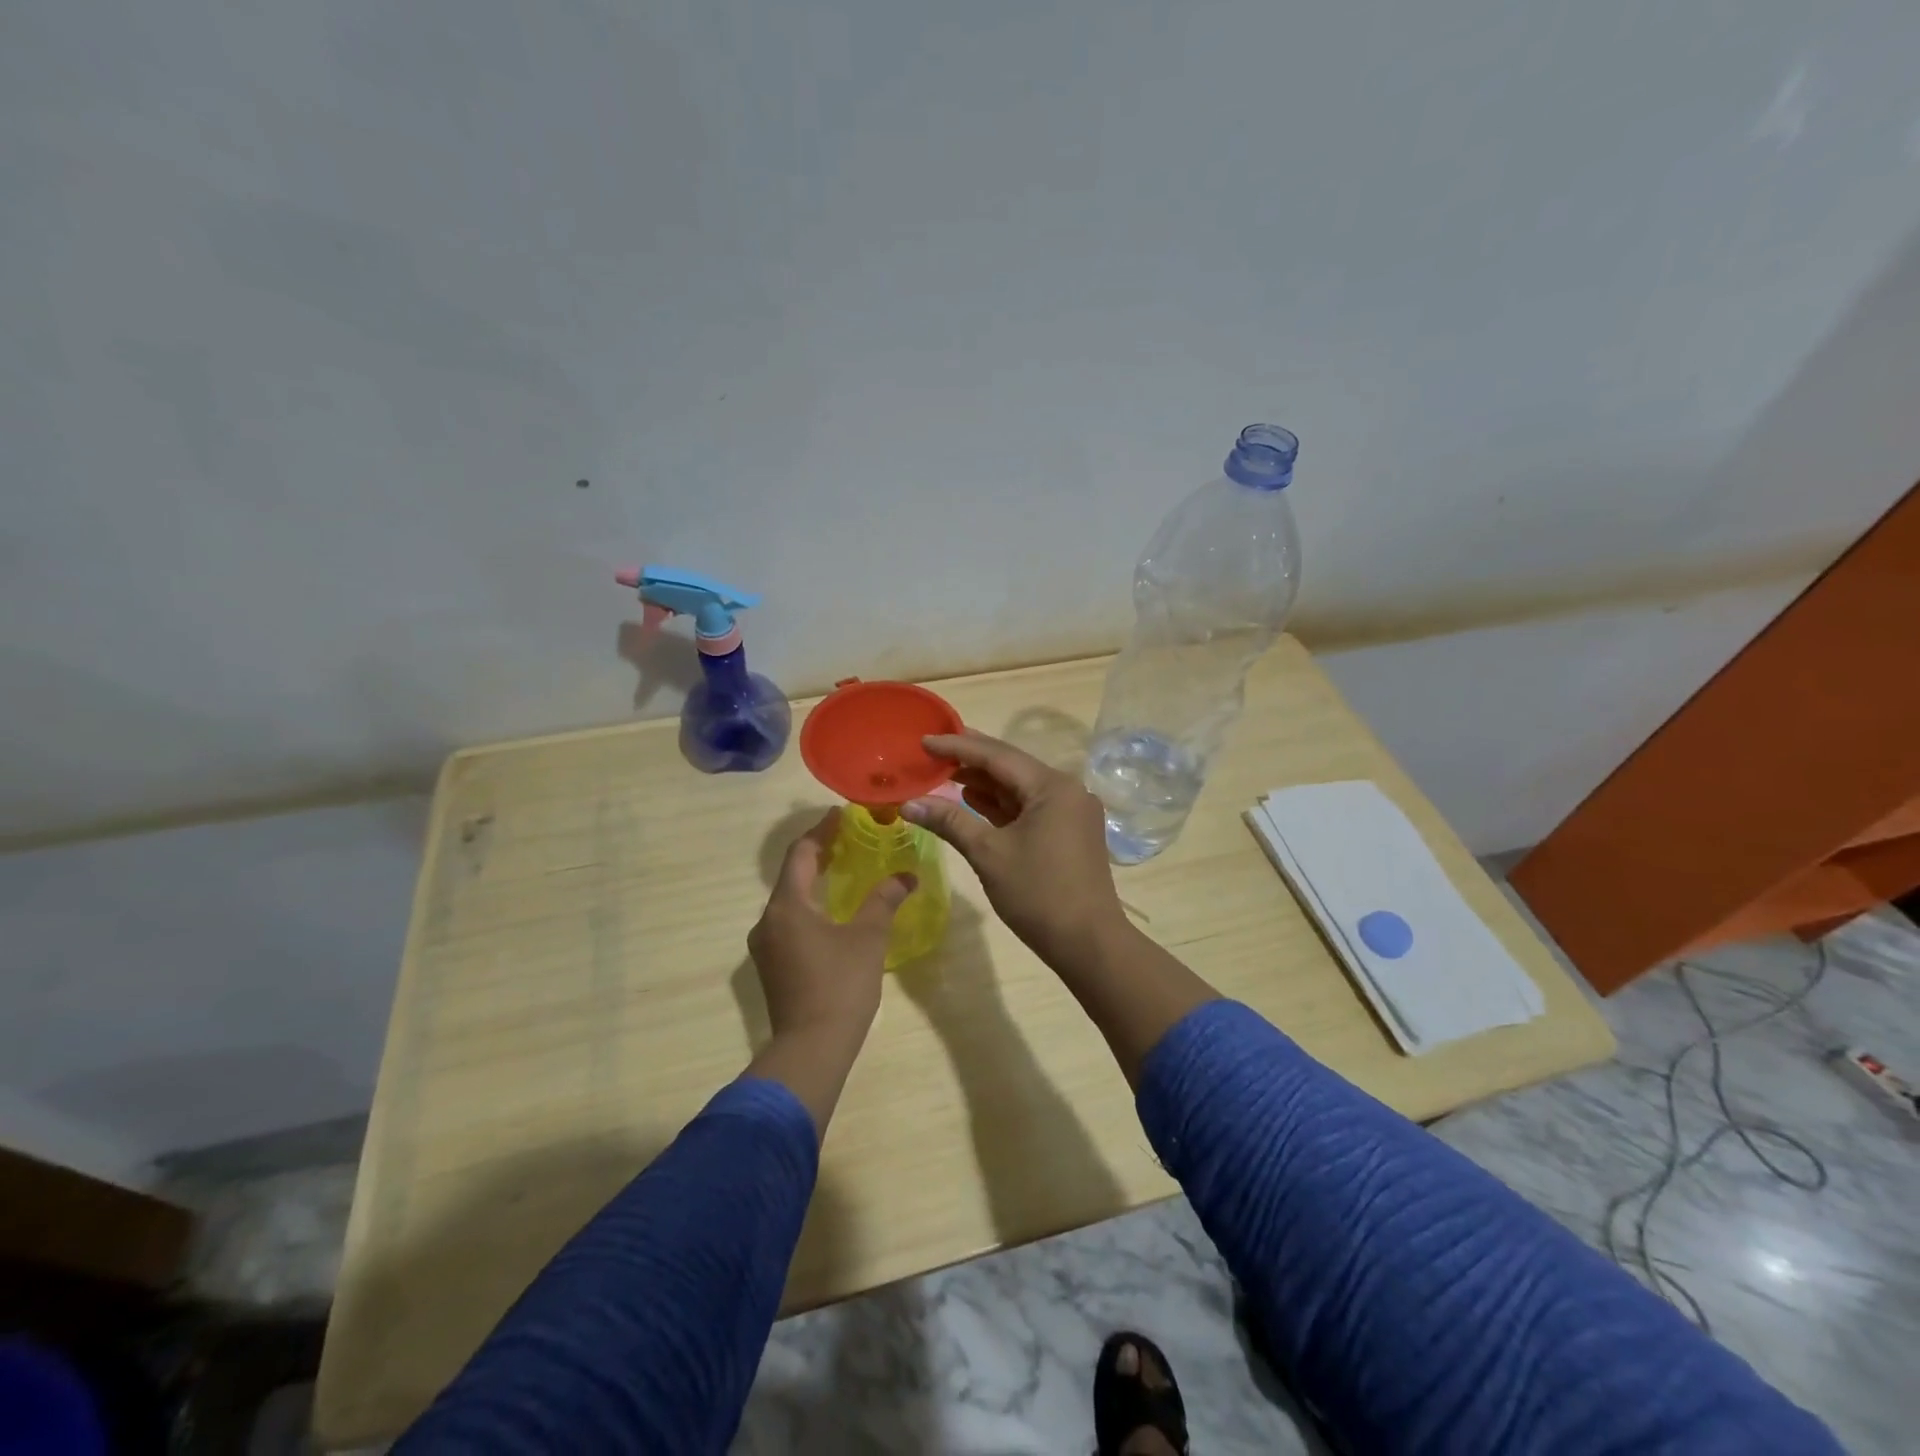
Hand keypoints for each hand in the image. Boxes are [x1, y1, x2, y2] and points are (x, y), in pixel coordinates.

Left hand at [748, 808, 915, 1042]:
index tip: (840, 815)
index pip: (801, 854)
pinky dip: (809, 906)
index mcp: (787, 906)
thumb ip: (885, 900)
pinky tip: (831, 912)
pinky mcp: (771, 966)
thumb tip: (907, 876)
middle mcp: (768, 920)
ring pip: (789, 900)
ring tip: (842, 870)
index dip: (821, 831)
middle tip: (847, 839)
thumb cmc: (841, 985)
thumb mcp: (868, 937)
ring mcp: (765, 946)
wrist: (811, 1048)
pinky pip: (788, 922)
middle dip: (818, 854)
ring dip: (813, 882)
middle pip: (792, 875)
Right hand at [903, 730, 1126, 966]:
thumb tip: (909, 803)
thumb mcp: (988, 854)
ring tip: (944, 773)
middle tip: (932, 751)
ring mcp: (1070, 811)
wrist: (1088, 943)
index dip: (957, 746)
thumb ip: (949, 821)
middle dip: (970, 760)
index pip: (997, 755)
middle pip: (1010, 767)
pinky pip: (1029, 807)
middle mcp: (1067, 790)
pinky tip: (973, 800)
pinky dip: (1000, 805)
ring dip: (984, 782)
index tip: (924, 739)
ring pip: (1019, 788)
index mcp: (1052, 786)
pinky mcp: (1069, 831)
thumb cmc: (1038, 894)